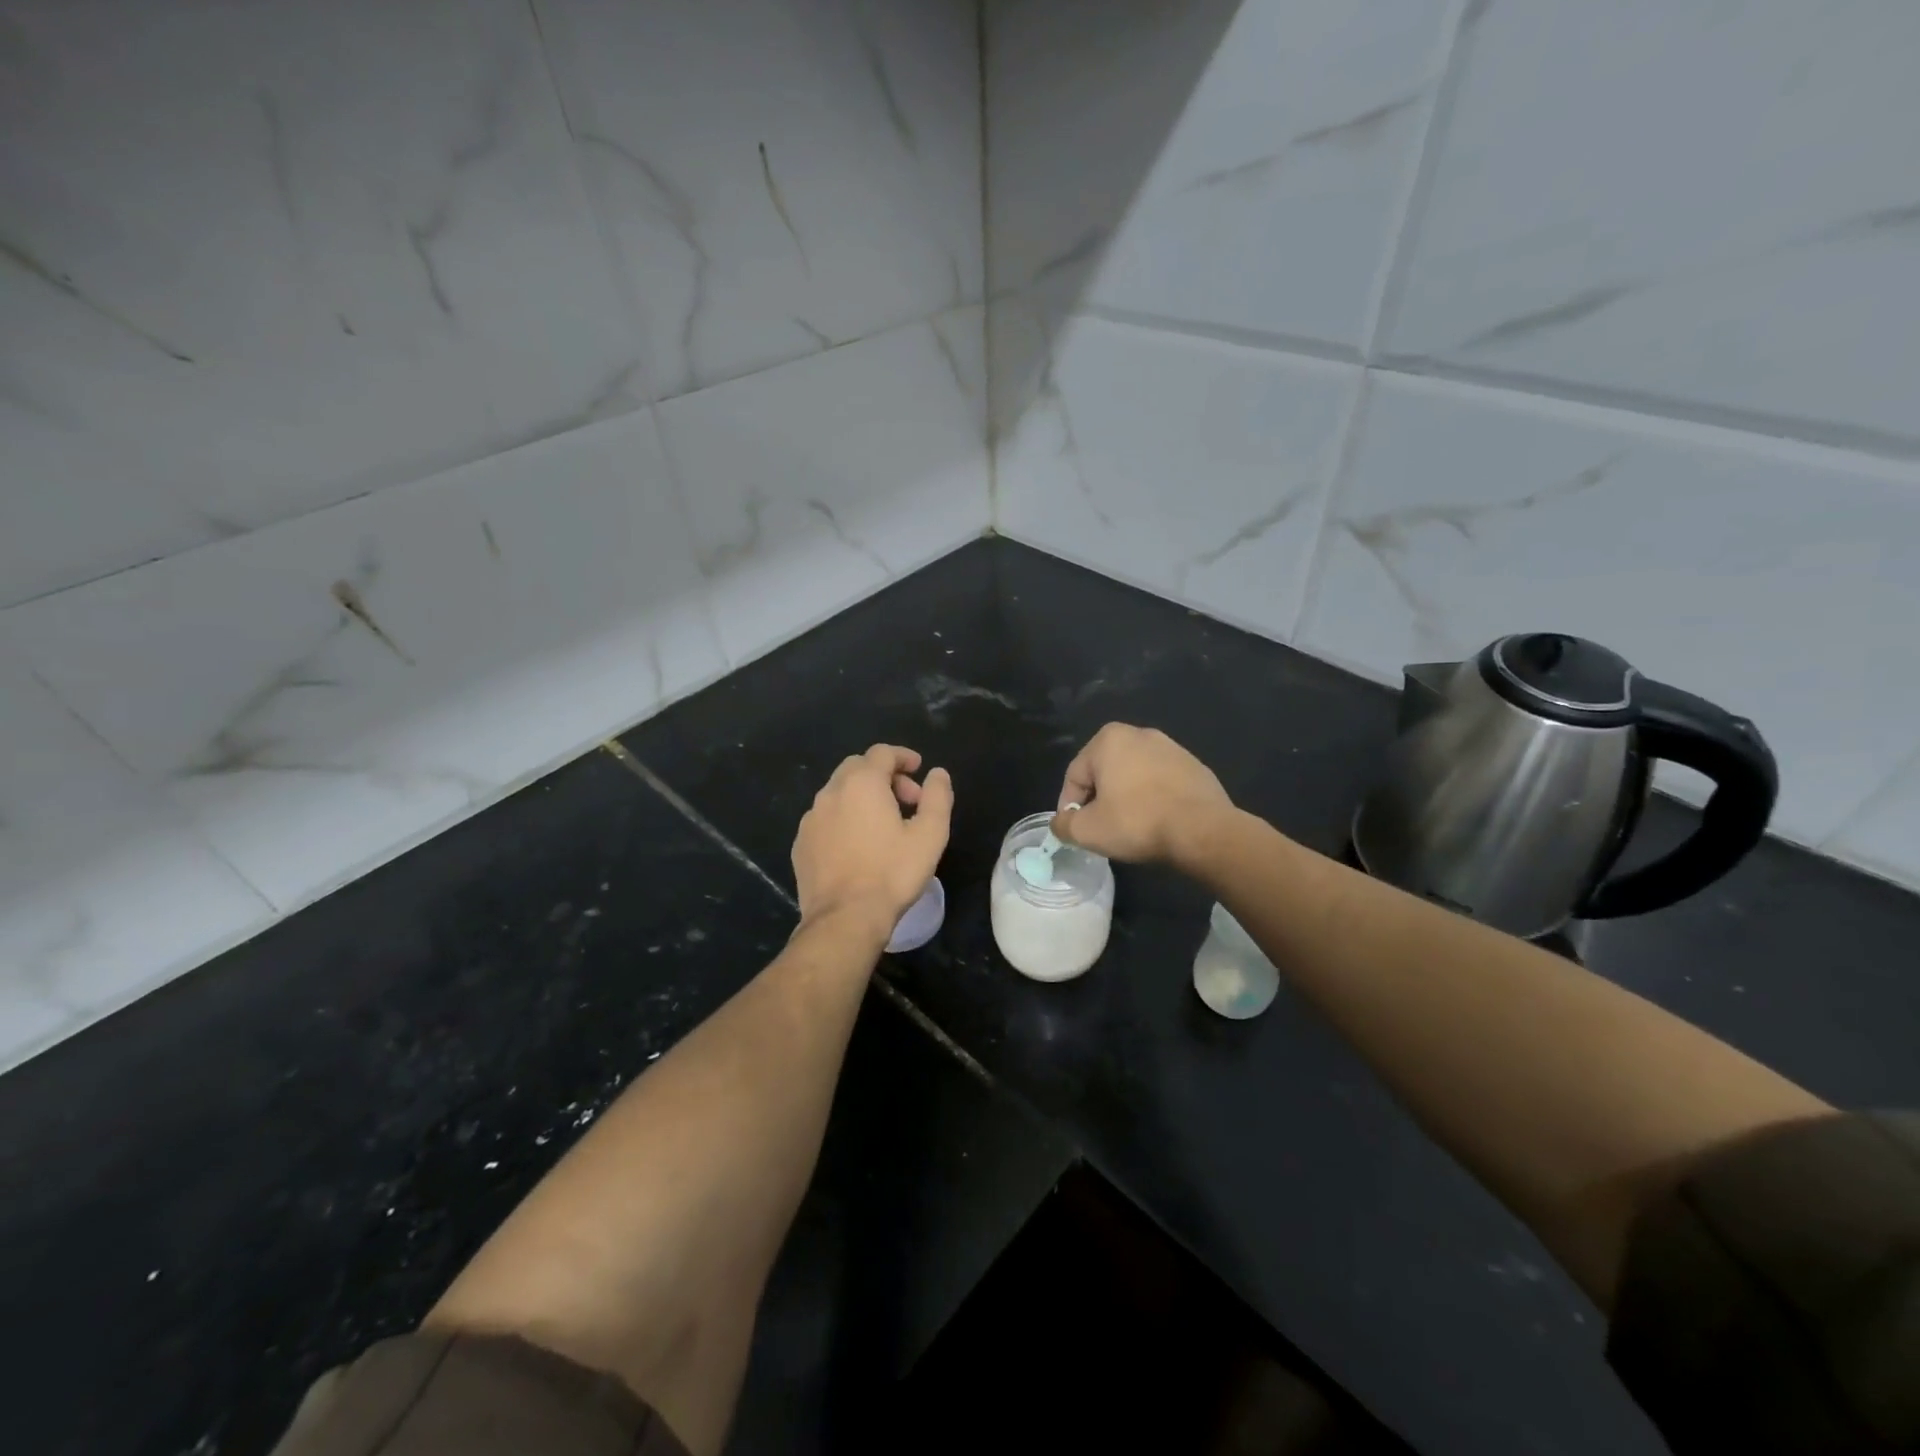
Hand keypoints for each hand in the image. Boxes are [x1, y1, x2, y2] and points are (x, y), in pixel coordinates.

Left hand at [792, 744, 952, 938]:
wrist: (845, 918)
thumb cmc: (893, 873)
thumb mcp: (930, 834)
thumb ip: (937, 797)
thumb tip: (938, 774)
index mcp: (862, 783)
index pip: (882, 753)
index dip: (903, 757)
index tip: (919, 769)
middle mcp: (831, 792)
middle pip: (857, 768)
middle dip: (884, 776)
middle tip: (907, 800)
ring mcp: (811, 819)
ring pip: (838, 793)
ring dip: (862, 797)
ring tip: (883, 825)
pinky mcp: (801, 844)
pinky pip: (825, 819)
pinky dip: (844, 819)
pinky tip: (857, 846)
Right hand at [1051, 723, 1232, 868]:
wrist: (1203, 830)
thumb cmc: (1137, 823)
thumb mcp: (1087, 831)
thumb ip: (1063, 824)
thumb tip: (1060, 822)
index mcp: (1108, 739)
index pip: (1075, 776)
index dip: (1069, 806)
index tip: (1075, 831)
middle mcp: (1139, 733)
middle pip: (1104, 772)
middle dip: (1099, 800)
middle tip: (1101, 829)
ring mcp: (1171, 747)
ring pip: (1133, 776)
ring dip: (1126, 798)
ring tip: (1130, 828)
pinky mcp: (1194, 766)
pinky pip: (1161, 782)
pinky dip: (1153, 799)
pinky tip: (1157, 822)